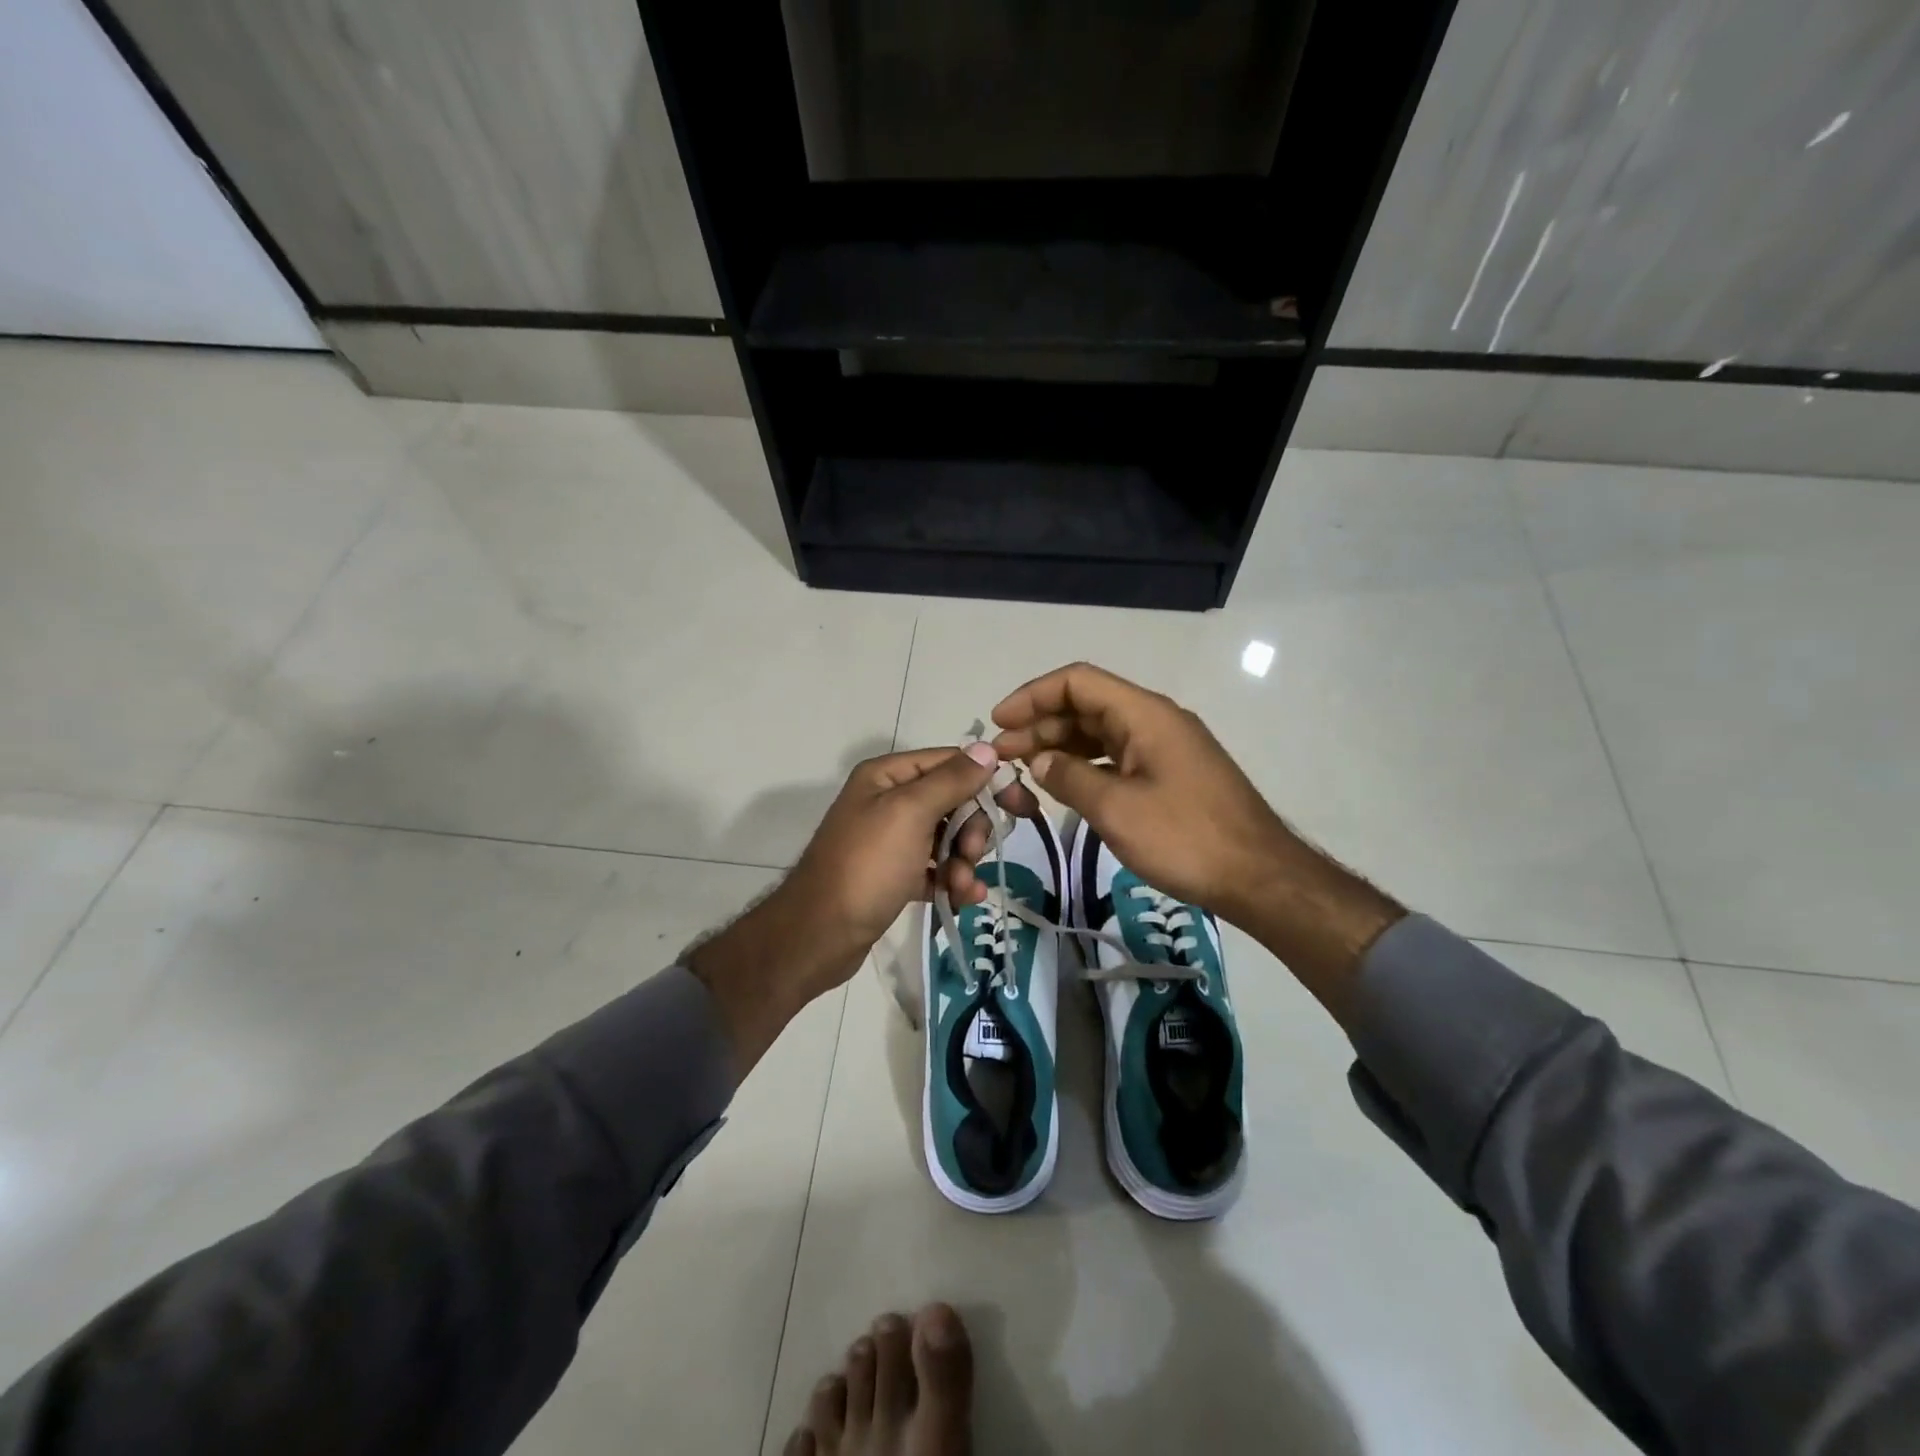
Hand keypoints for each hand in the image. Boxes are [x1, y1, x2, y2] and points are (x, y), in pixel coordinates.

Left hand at [689, 745, 1032, 1077]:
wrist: (819, 935)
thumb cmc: (867, 866)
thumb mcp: (910, 814)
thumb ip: (951, 780)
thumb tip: (987, 747)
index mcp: (888, 775)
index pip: (951, 762)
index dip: (988, 780)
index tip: (1022, 805)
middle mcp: (888, 800)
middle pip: (952, 801)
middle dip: (971, 829)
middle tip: (971, 853)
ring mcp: (890, 839)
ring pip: (947, 837)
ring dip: (963, 860)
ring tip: (961, 885)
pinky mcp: (893, 874)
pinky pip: (935, 867)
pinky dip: (951, 880)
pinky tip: (963, 898)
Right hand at [991, 663, 1402, 1016]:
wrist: (1259, 877)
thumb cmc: (1186, 838)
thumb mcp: (1117, 809)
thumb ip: (1070, 778)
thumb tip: (1040, 761)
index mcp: (1144, 714)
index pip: (1077, 682)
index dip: (1033, 696)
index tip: (999, 722)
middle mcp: (1154, 720)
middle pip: (1086, 706)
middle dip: (1039, 725)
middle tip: (1001, 756)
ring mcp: (1163, 748)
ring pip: (1099, 733)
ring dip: (1059, 746)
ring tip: (1022, 770)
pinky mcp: (1169, 774)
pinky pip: (1116, 757)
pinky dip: (1084, 765)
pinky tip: (1062, 785)